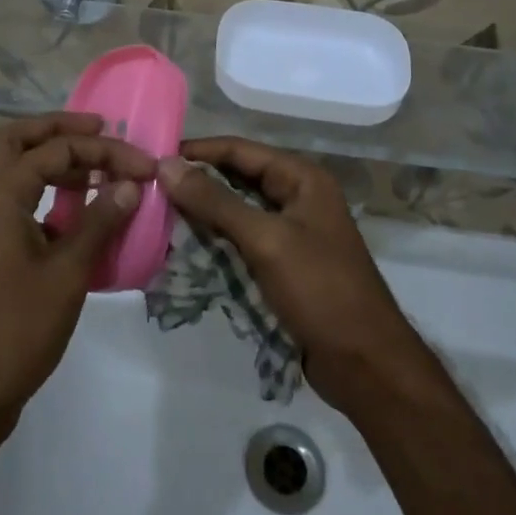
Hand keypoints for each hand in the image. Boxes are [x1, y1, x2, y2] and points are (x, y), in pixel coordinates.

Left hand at [0, 113, 155, 438]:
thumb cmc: (18, 328)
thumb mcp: (67, 272)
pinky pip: (17, 200)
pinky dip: (46, 191)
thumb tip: (131, 183)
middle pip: (15, 140)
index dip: (102, 151)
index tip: (144, 166)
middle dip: (58, 128)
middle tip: (100, 131)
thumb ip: (99, 221)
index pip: (53, 149)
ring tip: (96, 167)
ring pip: (13, 169)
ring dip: (52, 158)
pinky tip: (79, 211)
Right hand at [157, 138, 435, 416]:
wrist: (366, 364)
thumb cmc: (320, 290)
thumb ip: (215, 201)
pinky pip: (243, 240)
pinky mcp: (284, 264)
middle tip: (150, 187)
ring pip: (237, 210)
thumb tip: (167, 165)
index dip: (198, 150)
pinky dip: (216, 240)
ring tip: (158, 213)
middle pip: (238, 177)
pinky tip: (185, 246)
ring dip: (203, 212)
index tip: (154, 157)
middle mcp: (297, 197)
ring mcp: (292, 232)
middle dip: (197, 181)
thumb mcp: (265, 240)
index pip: (240, 150)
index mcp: (302, 178)